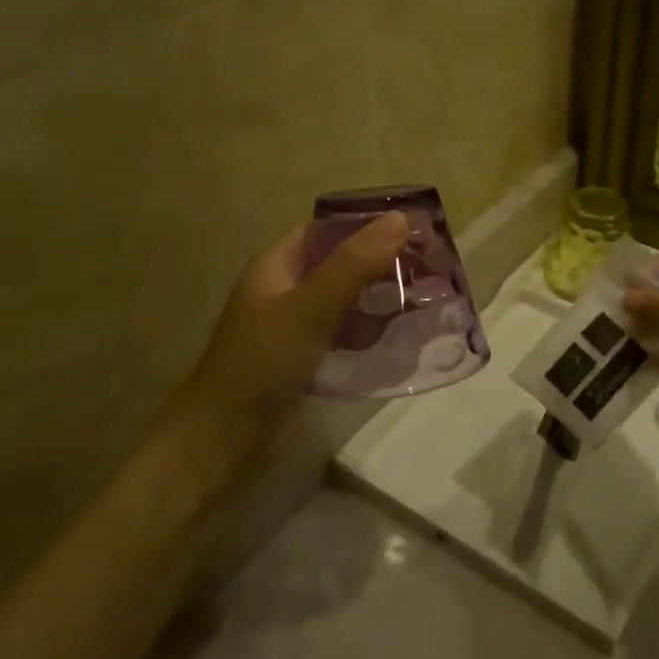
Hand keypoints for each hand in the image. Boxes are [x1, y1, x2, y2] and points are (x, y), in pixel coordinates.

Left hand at [165, 212, 408, 463]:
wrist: (224, 441)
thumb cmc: (262, 363)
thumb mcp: (310, 308)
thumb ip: (354, 265)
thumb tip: (400, 218)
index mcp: (278, 266)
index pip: (328, 230)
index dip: (369, 225)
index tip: (416, 230)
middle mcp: (287, 290)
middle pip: (343, 264)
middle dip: (384, 265)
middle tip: (434, 269)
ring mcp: (296, 326)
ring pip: (349, 301)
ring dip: (383, 299)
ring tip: (429, 301)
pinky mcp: (307, 358)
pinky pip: (347, 334)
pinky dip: (372, 331)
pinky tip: (402, 337)